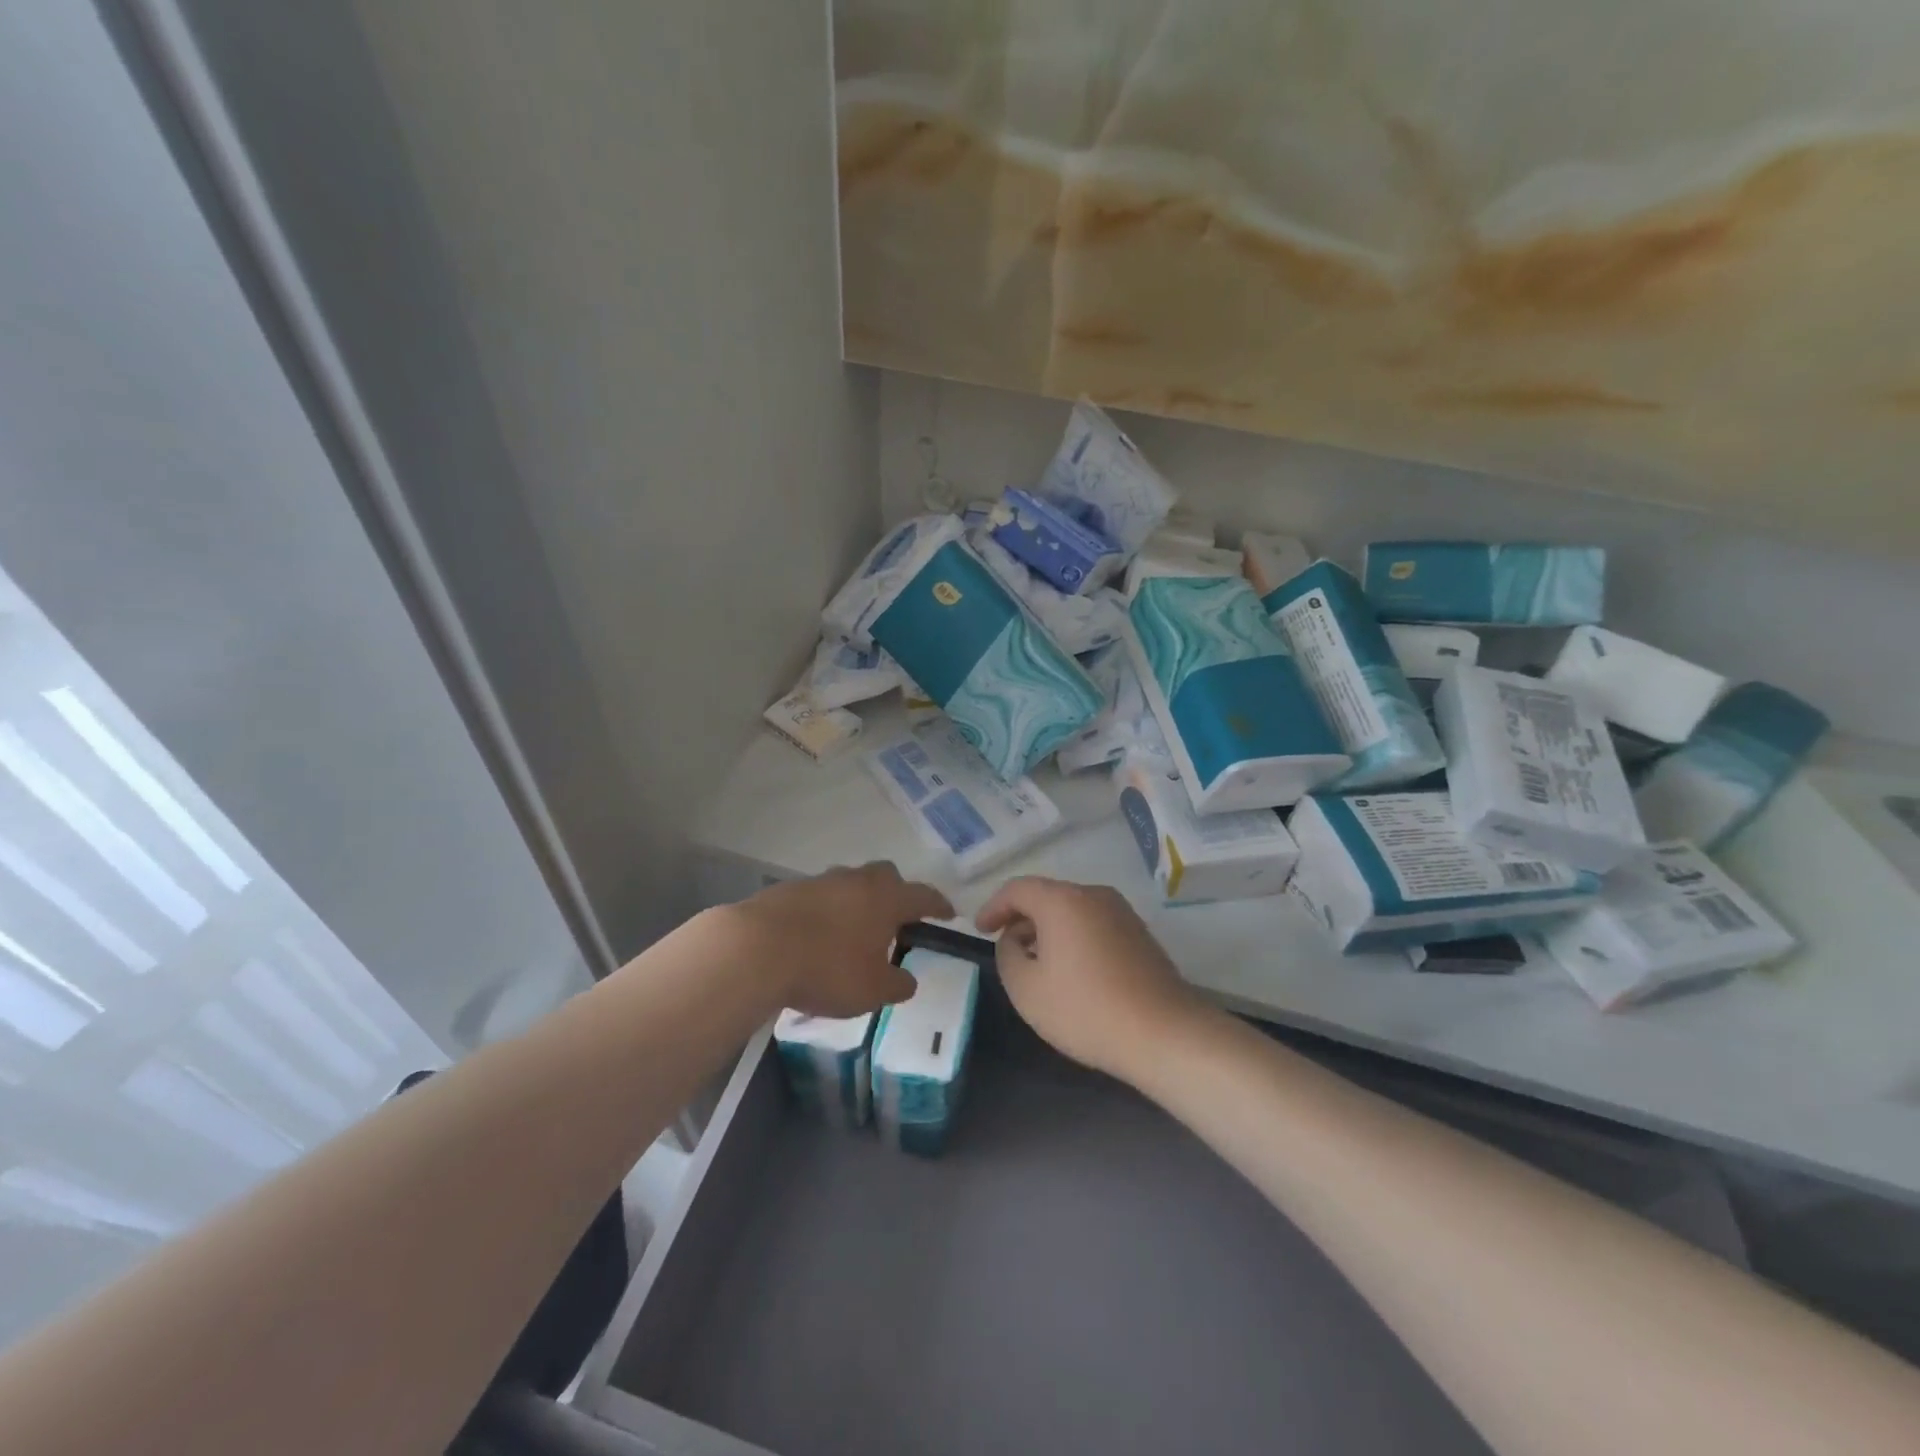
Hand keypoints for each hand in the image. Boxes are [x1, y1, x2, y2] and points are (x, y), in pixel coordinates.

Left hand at [727, 863, 953, 1017]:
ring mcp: (819, 881)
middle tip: (897, 920)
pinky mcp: (787, 890)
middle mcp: (856, 880)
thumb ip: (897, 984)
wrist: (756, 949)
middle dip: (896, 894)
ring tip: (854, 932)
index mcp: (885, 898)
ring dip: (857, 902)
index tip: (949, 914)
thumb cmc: (827, 968)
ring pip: (849, 884)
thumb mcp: (872, 990)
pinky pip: (818, 897)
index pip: (923, 896)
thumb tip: (907, 979)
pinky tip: (816, 937)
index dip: (939, 905)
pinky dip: (825, 912)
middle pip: (885, 877)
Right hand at [975, 877, 1211, 1083]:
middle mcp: (1093, 894)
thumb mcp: (1026, 988)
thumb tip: (1015, 939)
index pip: (1017, 889)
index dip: (993, 906)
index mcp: (1062, 900)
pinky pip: (1094, 924)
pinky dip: (1074, 938)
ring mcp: (1122, 912)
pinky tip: (1072, 971)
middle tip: (1007, 948)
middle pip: (1047, 896)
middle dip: (1022, 918)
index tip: (980, 929)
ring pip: (1073, 910)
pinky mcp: (1140, 933)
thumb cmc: (1085, 1009)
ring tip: (1037, 963)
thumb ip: (1007, 954)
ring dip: (1049, 929)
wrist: (1163, 1033)